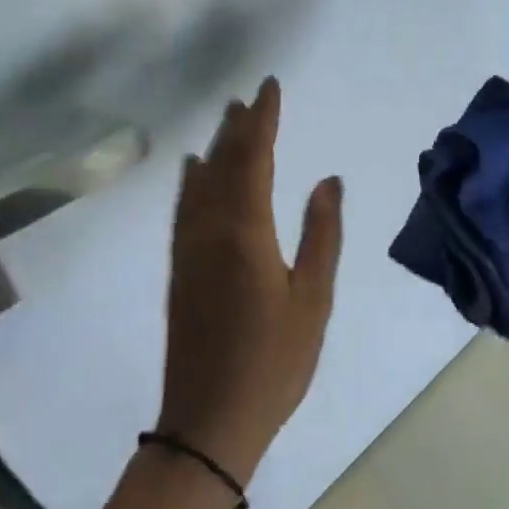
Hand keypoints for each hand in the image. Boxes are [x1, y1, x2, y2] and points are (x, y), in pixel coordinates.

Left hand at [157, 77, 343, 486]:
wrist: (208, 420)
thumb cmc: (273, 362)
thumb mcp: (313, 299)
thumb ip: (321, 233)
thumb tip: (328, 179)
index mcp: (246, 231)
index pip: (254, 159)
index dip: (263, 120)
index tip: (269, 88)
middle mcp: (210, 229)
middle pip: (224, 163)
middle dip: (239, 127)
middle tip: (249, 97)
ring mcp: (189, 248)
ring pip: (200, 183)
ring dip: (215, 147)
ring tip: (227, 120)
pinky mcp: (180, 269)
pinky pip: (185, 207)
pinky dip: (192, 181)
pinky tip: (193, 171)